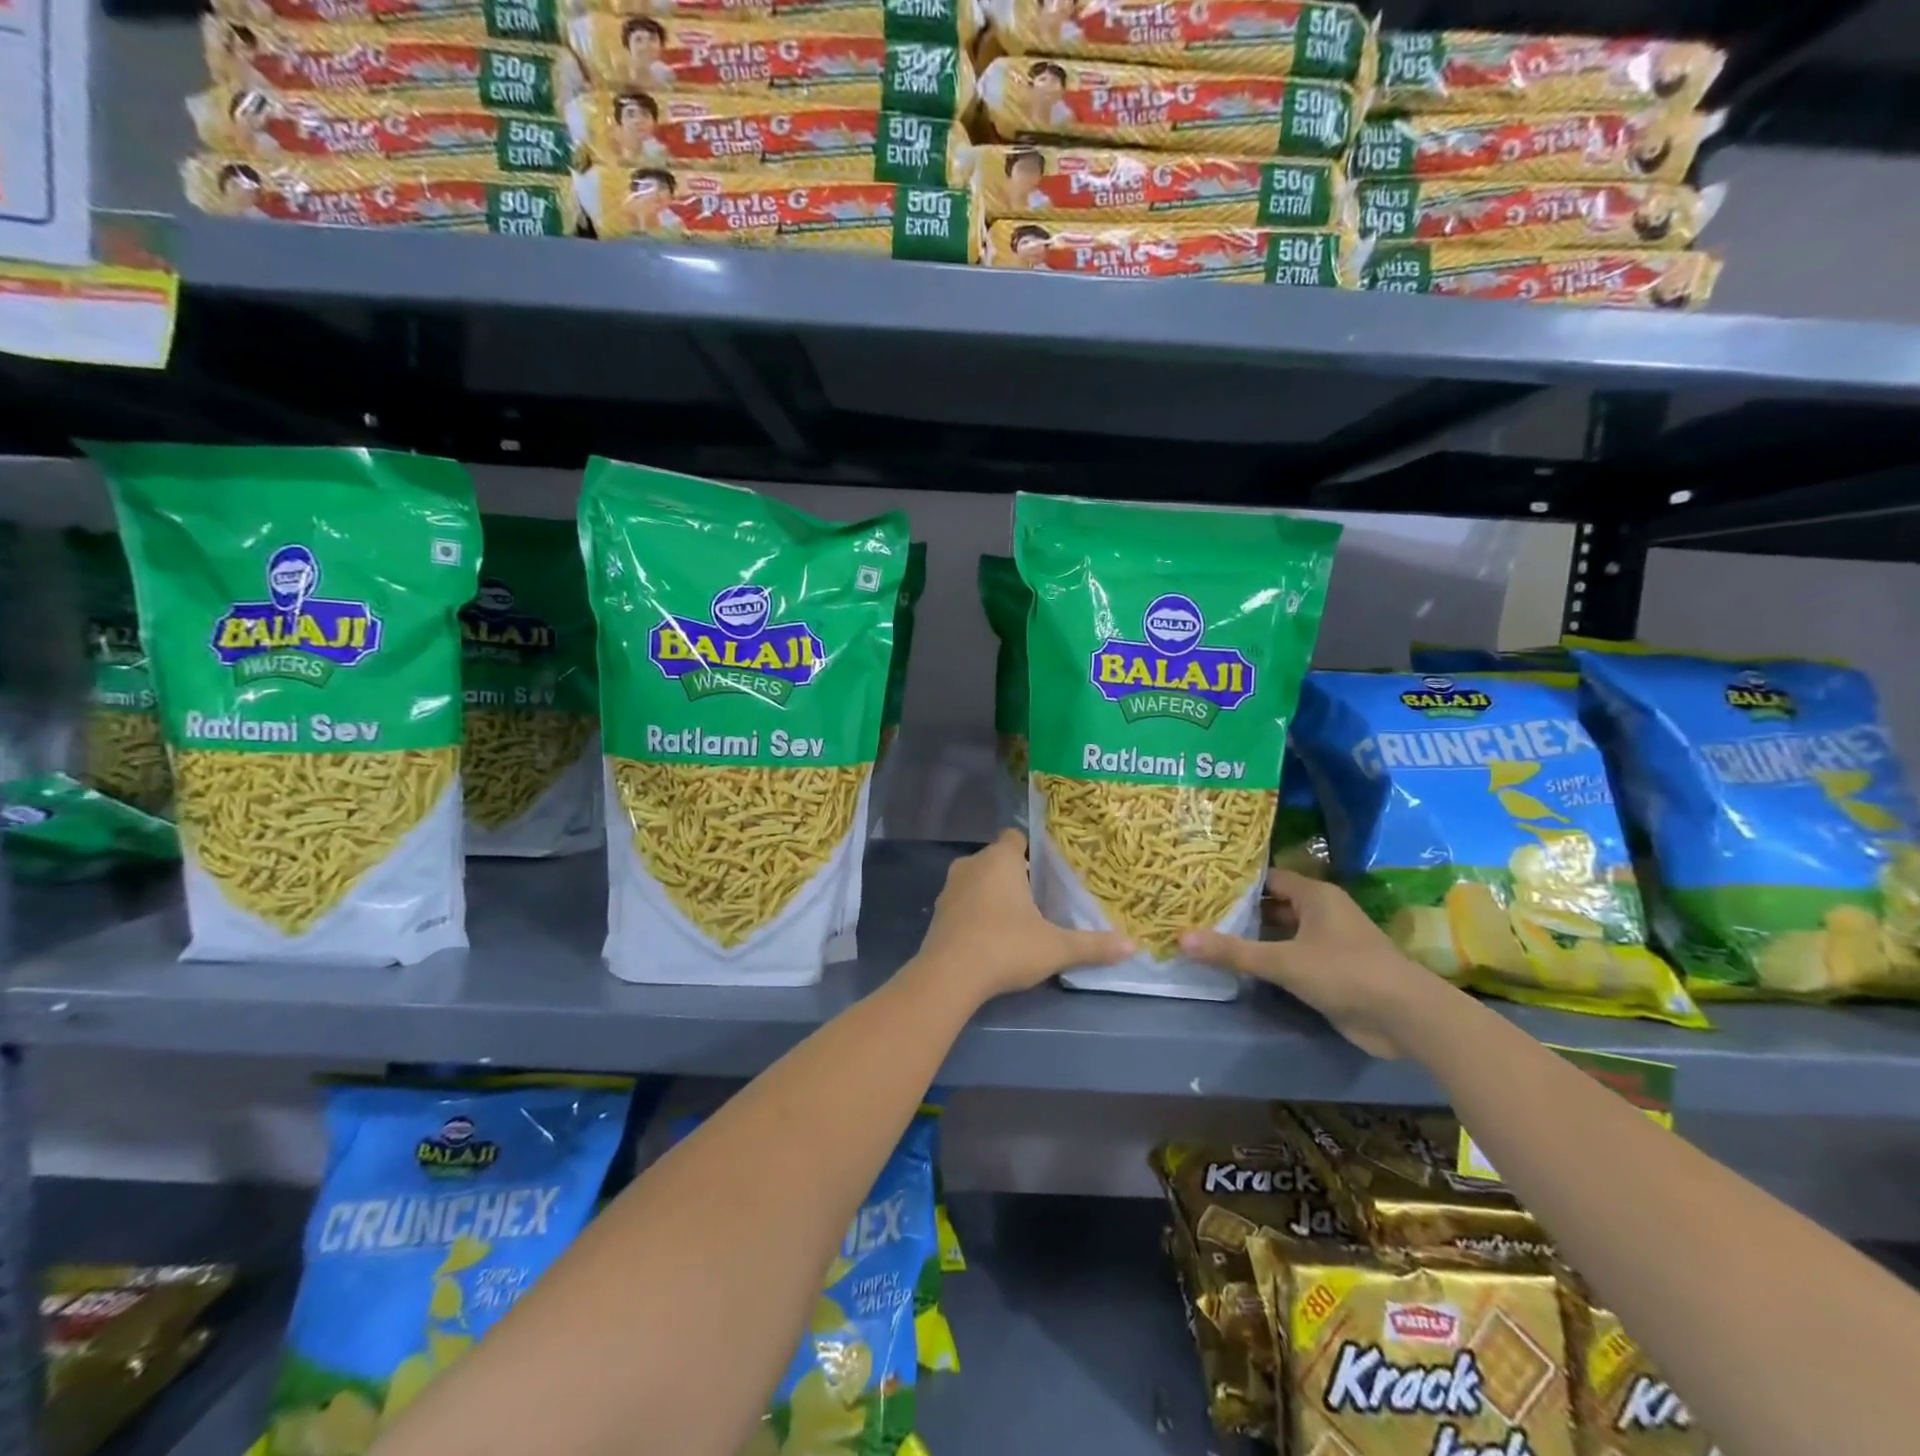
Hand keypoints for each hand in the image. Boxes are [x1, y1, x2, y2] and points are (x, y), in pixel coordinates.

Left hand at [914, 830, 1132, 1003]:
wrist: (950, 975)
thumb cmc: (1006, 946)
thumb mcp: (1056, 948)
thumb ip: (1093, 945)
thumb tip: (1132, 946)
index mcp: (1000, 860)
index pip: (1014, 837)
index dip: (1030, 849)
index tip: (1047, 869)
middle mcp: (971, 865)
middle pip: (996, 860)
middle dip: (1014, 875)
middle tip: (1040, 898)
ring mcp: (949, 889)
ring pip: (977, 881)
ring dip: (992, 894)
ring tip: (1016, 919)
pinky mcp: (937, 914)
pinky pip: (962, 903)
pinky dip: (975, 913)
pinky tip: (990, 937)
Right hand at [1182, 869, 1447, 1057]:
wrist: (1407, 1018)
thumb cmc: (1345, 973)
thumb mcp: (1284, 961)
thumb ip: (1234, 951)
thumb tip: (1181, 938)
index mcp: (1316, 896)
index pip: (1269, 878)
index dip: (1237, 882)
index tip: (1203, 885)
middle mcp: (1323, 913)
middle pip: (1274, 904)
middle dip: (1241, 910)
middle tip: (1199, 911)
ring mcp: (1330, 943)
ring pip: (1283, 932)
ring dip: (1255, 937)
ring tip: (1211, 936)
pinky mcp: (1333, 972)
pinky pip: (1293, 957)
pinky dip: (1270, 959)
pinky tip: (1241, 966)